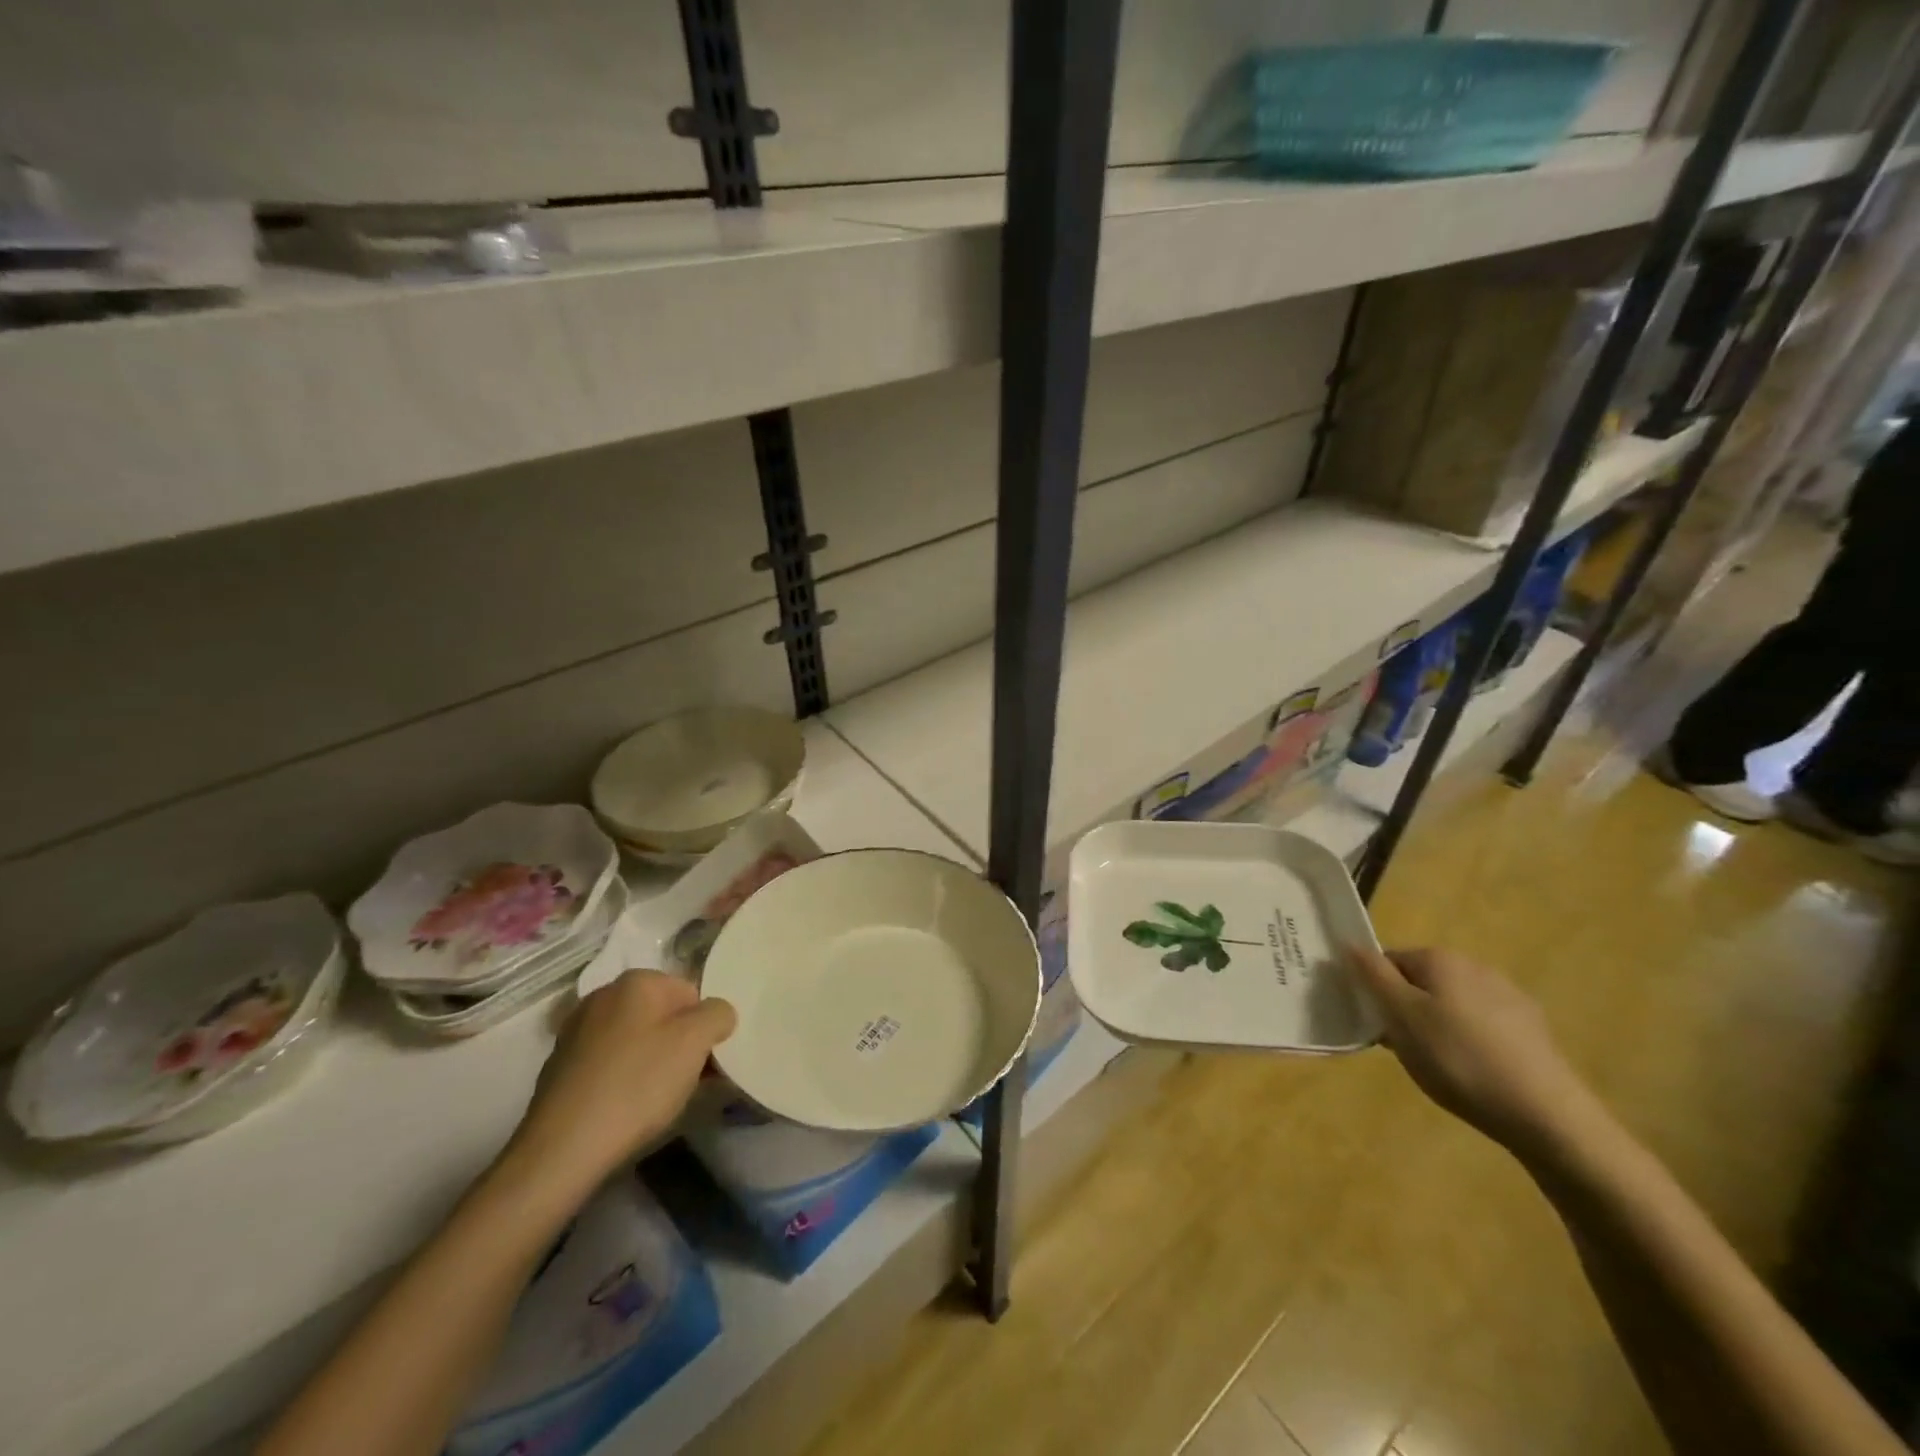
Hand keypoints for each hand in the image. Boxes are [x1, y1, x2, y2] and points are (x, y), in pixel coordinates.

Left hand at [498, 972, 735, 1208]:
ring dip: (652, 1061)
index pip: (691, 994)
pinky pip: (609, 1062)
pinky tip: (625, 1108)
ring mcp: (577, 1030)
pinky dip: (623, 1078)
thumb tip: (717, 1014)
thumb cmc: (637, 1085)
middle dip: (679, 1044)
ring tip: (656, 1100)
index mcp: (637, 980)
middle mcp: (603, 995)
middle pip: (662, 1015)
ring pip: (635, 1039)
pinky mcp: (560, 1066)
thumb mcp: (695, 1042)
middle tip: (685, 1081)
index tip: (705, 1062)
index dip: (704, 1028)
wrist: (562, 1149)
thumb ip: (718, 1014)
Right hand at [1348, 946, 1601, 1162]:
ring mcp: (1508, 997)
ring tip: (1439, 1065)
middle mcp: (1474, 966)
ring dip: (1437, 1026)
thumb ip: (1372, 976)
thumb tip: (1349, 943)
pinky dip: (1469, 1042)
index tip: (1376, 1026)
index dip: (1375, 992)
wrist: (1547, 1115)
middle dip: (1406, 1010)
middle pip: (1420, 981)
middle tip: (1404, 1049)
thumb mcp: (1401, 1017)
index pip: (1387, 961)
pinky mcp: (1532, 1030)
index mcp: (1440, 959)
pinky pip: (1482, 1026)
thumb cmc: (1458, 1060)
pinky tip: (1474, 1072)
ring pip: (1451, 1004)